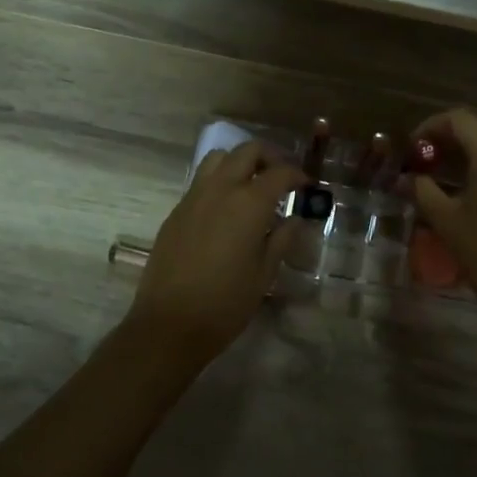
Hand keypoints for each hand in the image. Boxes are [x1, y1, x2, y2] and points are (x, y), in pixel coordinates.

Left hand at [128, 141, 305, 362]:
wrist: (169, 324)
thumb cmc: (226, 303)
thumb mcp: (264, 273)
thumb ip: (282, 239)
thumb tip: (294, 219)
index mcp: (249, 203)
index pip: (280, 173)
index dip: (298, 175)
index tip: (307, 187)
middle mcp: (220, 189)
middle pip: (247, 151)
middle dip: (270, 157)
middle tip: (282, 178)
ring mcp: (194, 197)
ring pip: (219, 158)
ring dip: (240, 162)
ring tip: (253, 186)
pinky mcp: (176, 211)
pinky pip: (201, 181)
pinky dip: (220, 181)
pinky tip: (227, 209)